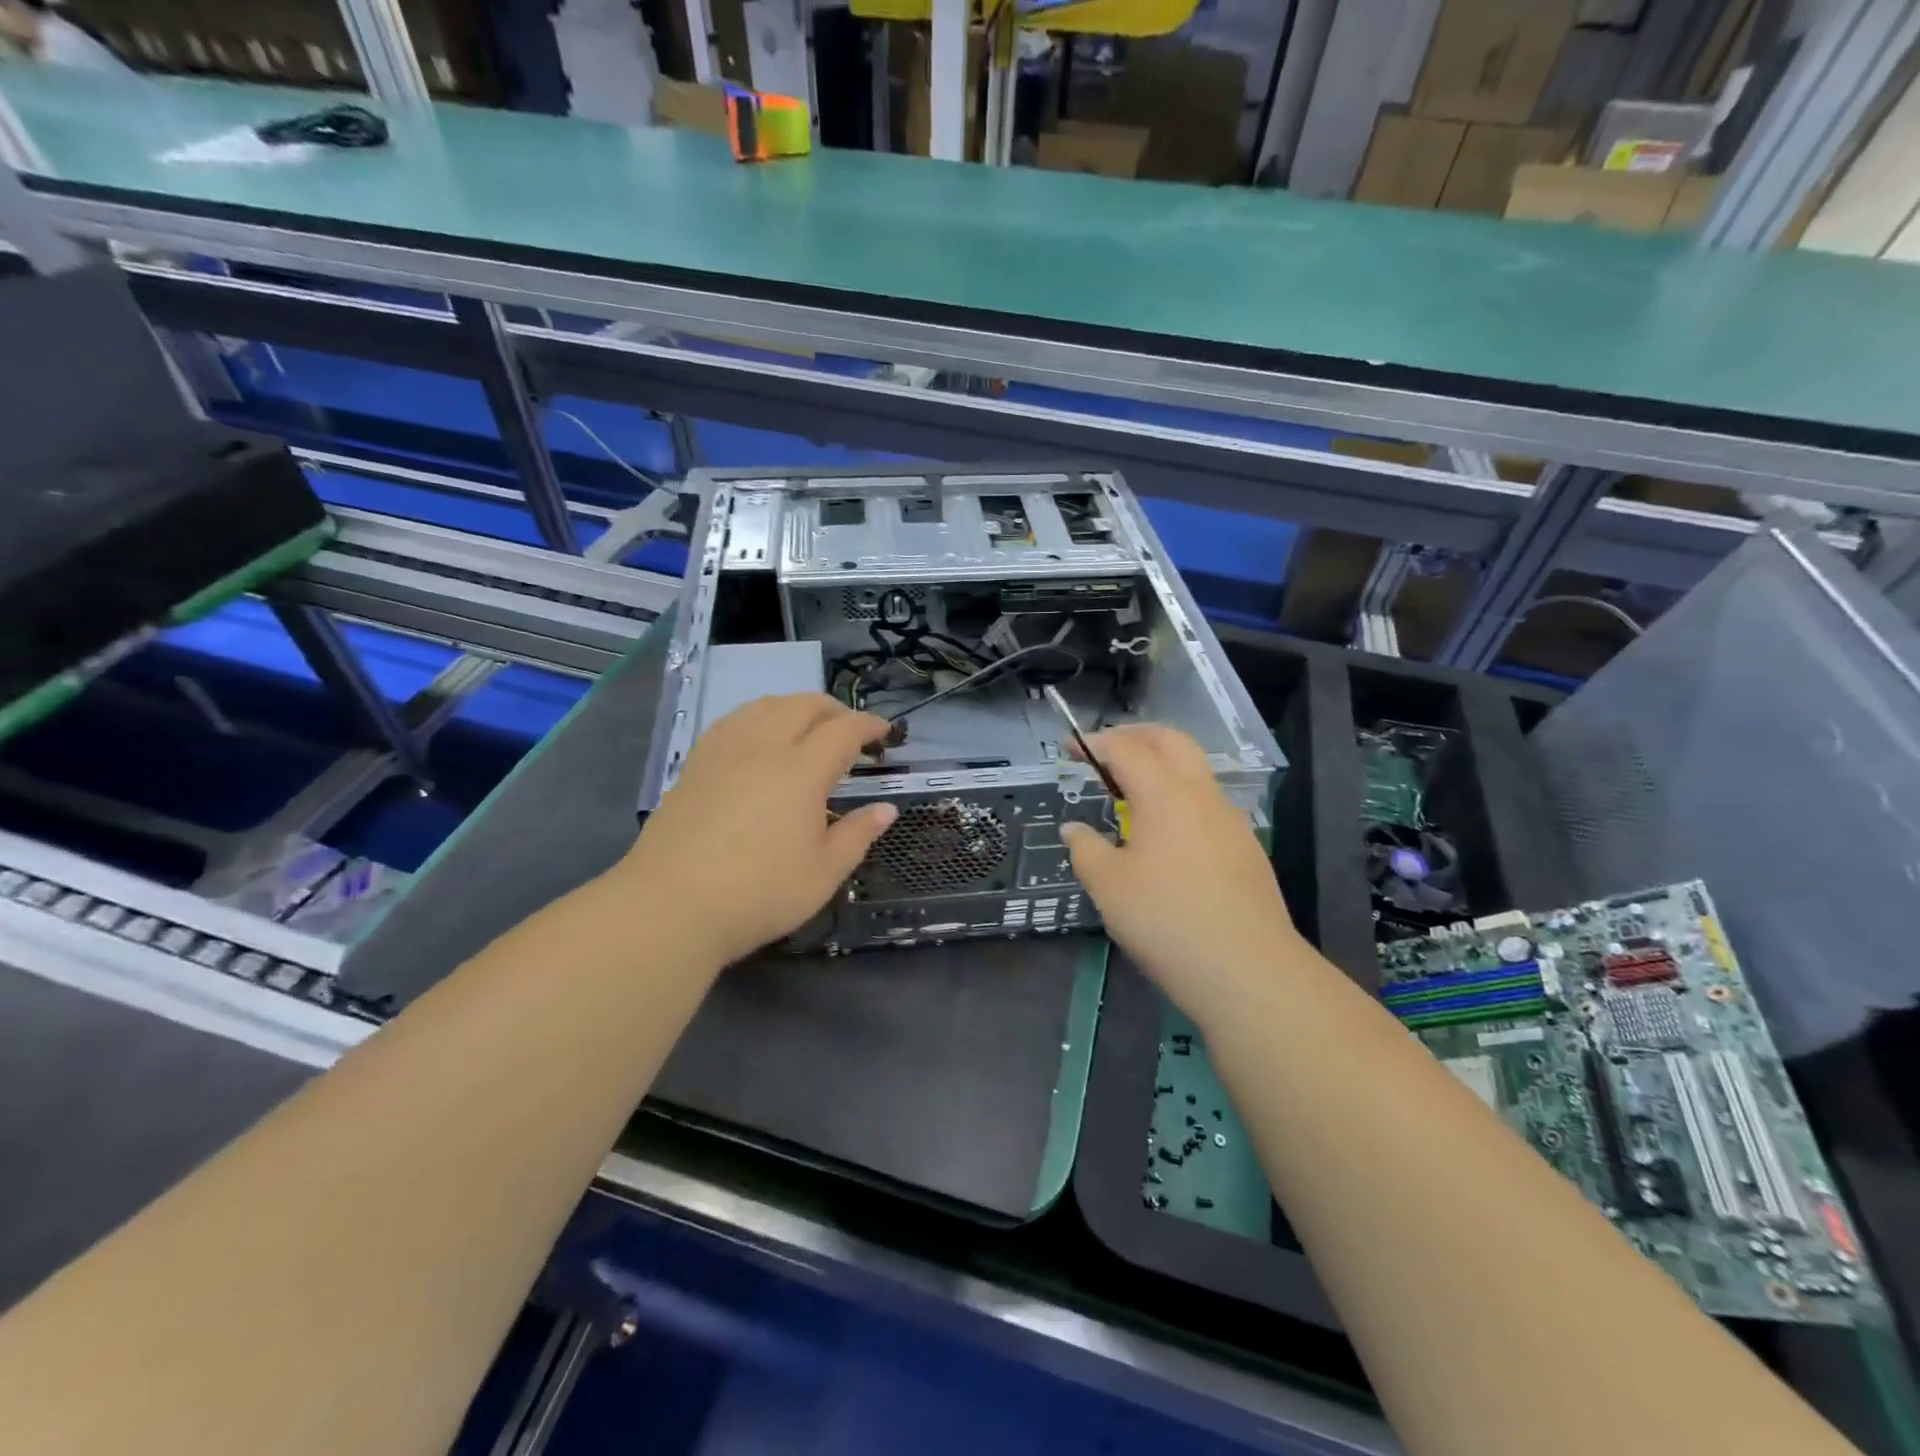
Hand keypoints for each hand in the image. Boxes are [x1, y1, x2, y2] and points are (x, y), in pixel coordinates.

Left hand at [622, 695, 896, 966]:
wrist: (670, 906)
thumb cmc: (759, 893)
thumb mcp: (823, 873)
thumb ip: (857, 835)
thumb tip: (886, 809)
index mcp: (801, 771)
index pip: (843, 730)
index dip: (868, 725)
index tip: (884, 732)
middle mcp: (763, 748)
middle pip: (802, 705)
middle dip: (833, 709)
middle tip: (849, 730)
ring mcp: (723, 753)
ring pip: (763, 706)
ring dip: (794, 707)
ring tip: (805, 727)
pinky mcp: (694, 765)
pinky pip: (732, 721)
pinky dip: (757, 716)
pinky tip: (756, 737)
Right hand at [1060, 725, 1302, 1025]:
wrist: (1247, 969)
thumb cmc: (1165, 919)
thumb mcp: (1108, 886)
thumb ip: (1086, 849)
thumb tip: (1074, 829)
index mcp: (1164, 793)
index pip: (1125, 748)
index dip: (1093, 743)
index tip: (1068, 749)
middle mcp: (1201, 794)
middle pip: (1170, 741)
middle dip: (1134, 736)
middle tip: (1104, 752)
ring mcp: (1230, 819)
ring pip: (1195, 770)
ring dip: (1161, 764)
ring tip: (1131, 792)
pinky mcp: (1246, 847)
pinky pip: (1207, 802)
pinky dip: (1180, 796)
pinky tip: (1166, 834)